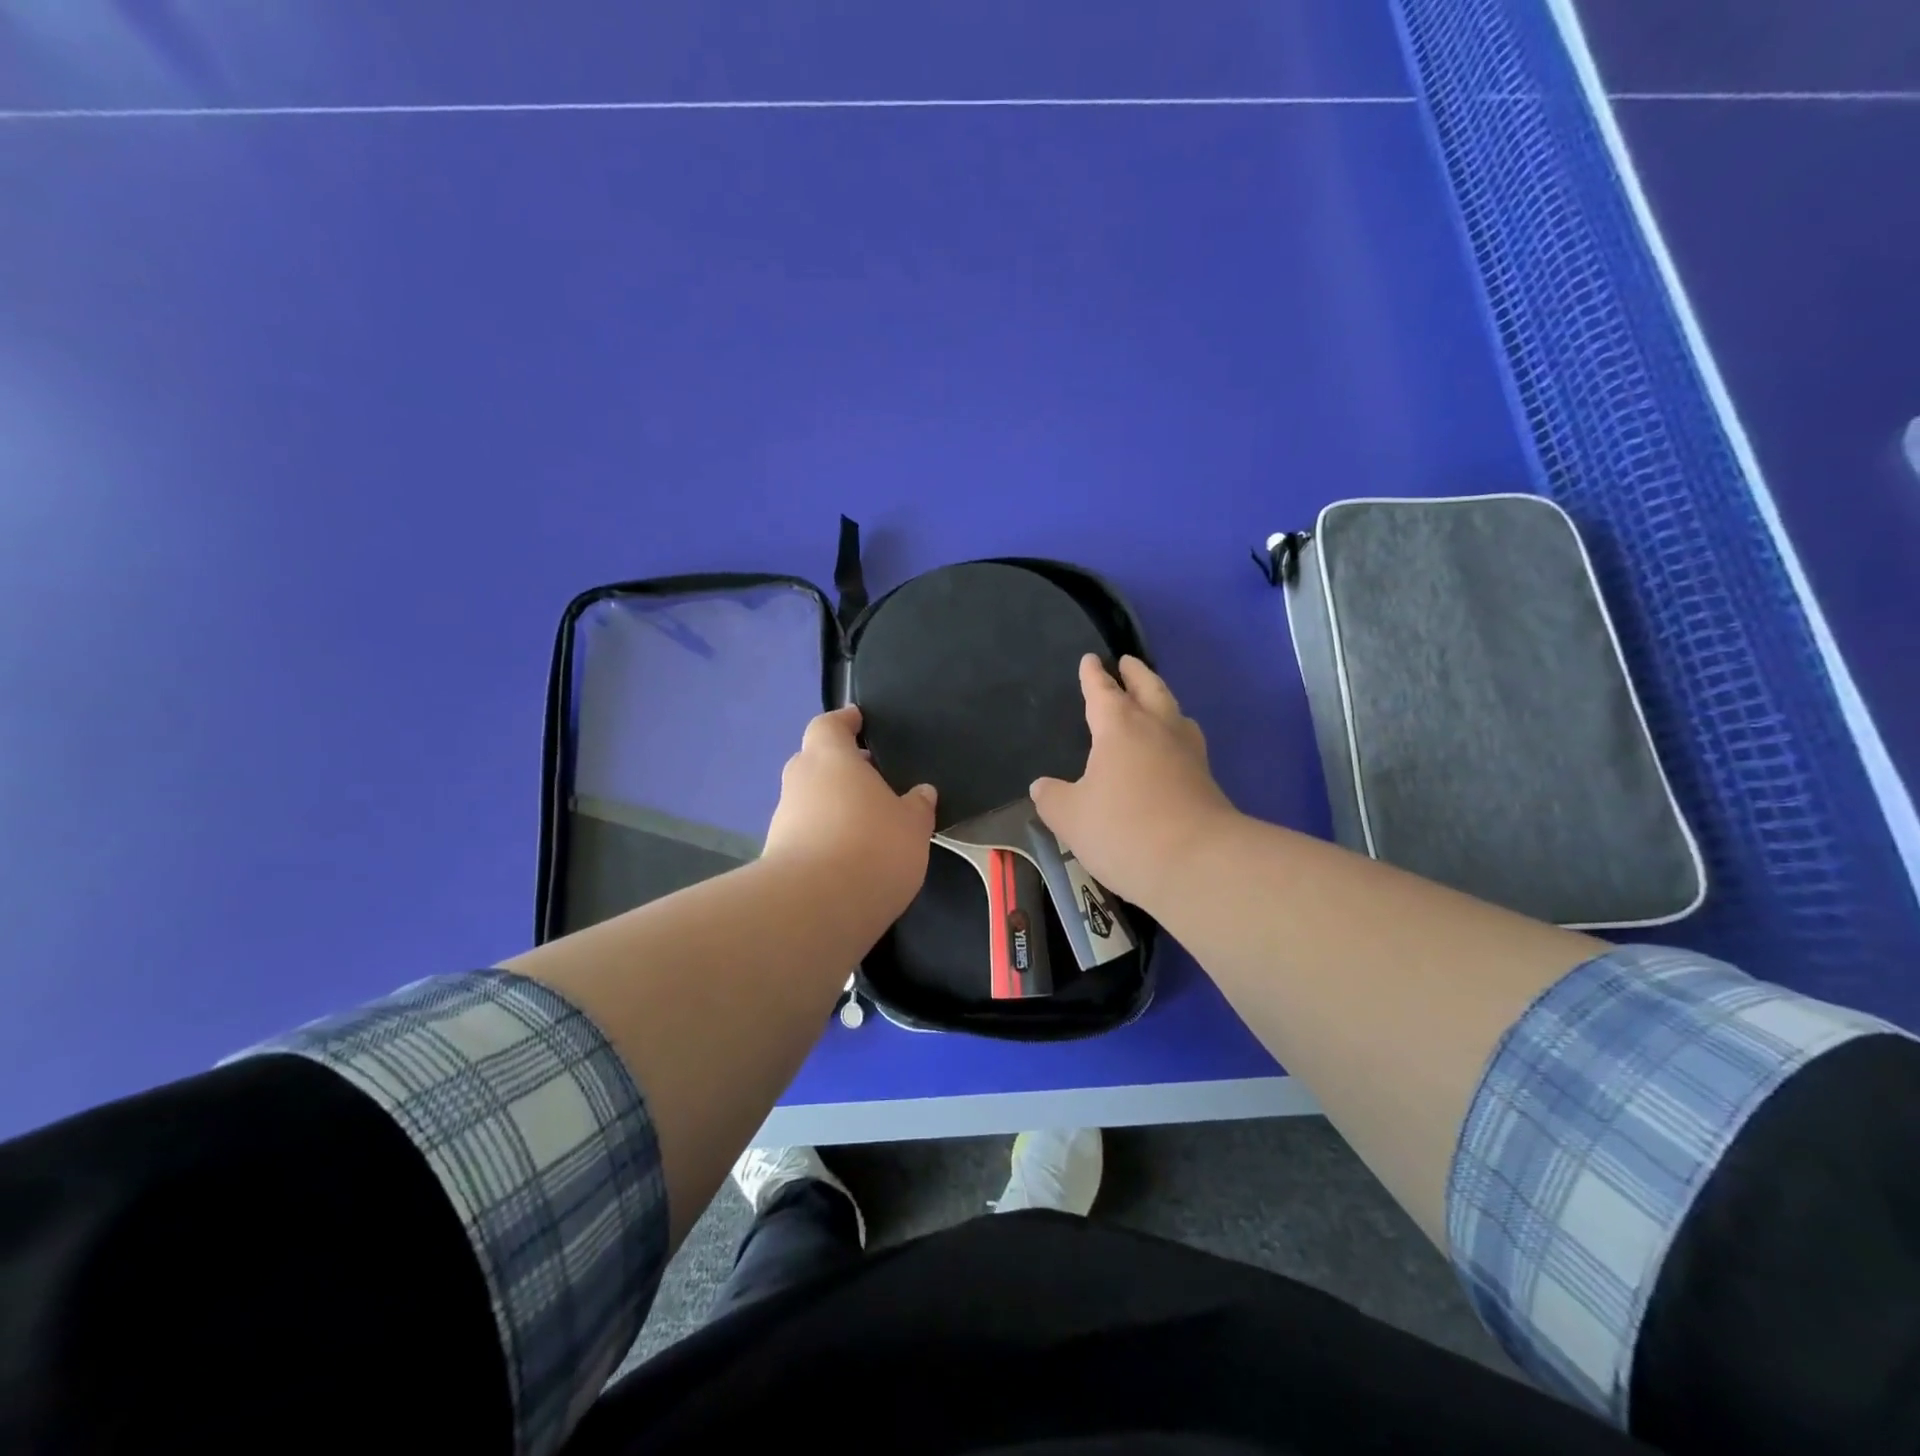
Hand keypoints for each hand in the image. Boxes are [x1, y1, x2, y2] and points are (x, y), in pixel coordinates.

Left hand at [763, 706, 937, 924]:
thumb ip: (917, 805)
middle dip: (840, 767)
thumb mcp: (913, 825)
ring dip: (832, 806)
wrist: (816, 908)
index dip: (844, 721)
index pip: (829, 725)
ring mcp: (783, 820)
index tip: (859, 720)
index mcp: (830, 759)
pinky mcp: (778, 857)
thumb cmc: (873, 846)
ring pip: (809, 800)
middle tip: (872, 778)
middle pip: (815, 762)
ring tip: (867, 824)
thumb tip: (921, 792)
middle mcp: (799, 782)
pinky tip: (850, 857)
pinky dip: (825, 837)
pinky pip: (805, 834)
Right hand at [1030, 655, 1238, 908]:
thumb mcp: (1070, 817)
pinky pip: (1187, 742)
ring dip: (1162, 699)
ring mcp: (1188, 753)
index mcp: (1119, 728)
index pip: (1102, 692)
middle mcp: (1157, 729)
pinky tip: (1171, 749)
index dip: (1093, 676)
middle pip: (1148, 689)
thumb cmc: (1123, 830)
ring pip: (1174, 712)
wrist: (1196, 862)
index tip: (1090, 660)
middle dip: (1135, 674)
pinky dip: (1176, 732)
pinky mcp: (1207, 780)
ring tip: (1154, 700)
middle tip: (1128, 662)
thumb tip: (1042, 786)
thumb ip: (1052, 797)